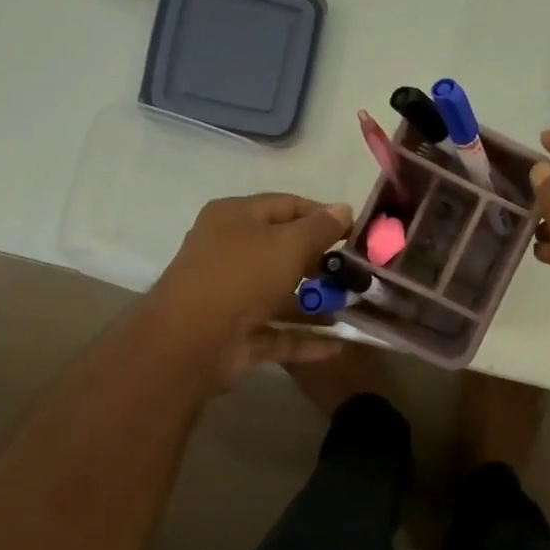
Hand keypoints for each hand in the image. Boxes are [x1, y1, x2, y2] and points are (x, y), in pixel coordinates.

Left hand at [148, 193, 353, 383]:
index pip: (287, 205)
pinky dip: (307, 339)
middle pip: (284, 250)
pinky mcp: (239, 334)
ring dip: (318, 302)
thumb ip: (320, 227)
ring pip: (283, 294)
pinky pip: (280, 333)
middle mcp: (230, 252)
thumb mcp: (289, 244)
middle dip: (323, 262)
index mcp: (236, 218)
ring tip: (357, 307)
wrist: (190, 342)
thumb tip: (344, 208)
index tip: (356, 232)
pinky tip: (340, 344)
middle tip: (359, 271)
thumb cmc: (242, 276)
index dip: (323, 215)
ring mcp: (233, 296)